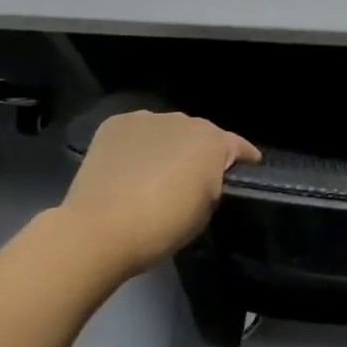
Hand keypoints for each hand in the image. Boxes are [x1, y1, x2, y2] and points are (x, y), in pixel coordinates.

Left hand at [59, 110, 259, 278]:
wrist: (100, 228)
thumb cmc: (162, 228)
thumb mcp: (204, 213)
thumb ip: (212, 185)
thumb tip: (203, 177)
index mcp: (212, 142)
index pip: (239, 146)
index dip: (244, 160)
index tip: (246, 172)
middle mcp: (184, 120)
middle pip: (200, 134)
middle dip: (200, 152)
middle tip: (191, 180)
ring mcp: (147, 118)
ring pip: (167, 130)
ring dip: (168, 146)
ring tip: (156, 172)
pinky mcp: (116, 123)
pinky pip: (138, 131)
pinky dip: (138, 145)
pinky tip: (128, 167)